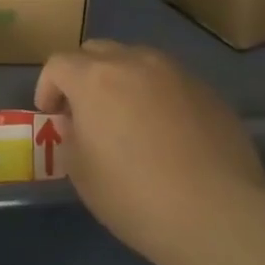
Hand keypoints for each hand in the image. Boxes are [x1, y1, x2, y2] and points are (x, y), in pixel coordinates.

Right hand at [36, 40, 264, 264]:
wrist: (217, 213)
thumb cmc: (135, 196)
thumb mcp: (82, 174)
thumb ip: (71, 137)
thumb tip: (77, 121)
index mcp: (95, 78)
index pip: (58, 64)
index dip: (48, 86)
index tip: (51, 115)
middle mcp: (134, 62)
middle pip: (97, 51)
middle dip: (83, 75)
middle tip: (85, 111)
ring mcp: (175, 72)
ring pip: (136, 61)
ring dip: (122, 80)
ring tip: (128, 118)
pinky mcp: (207, 90)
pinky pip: (169, 81)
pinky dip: (157, 95)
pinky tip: (167, 132)